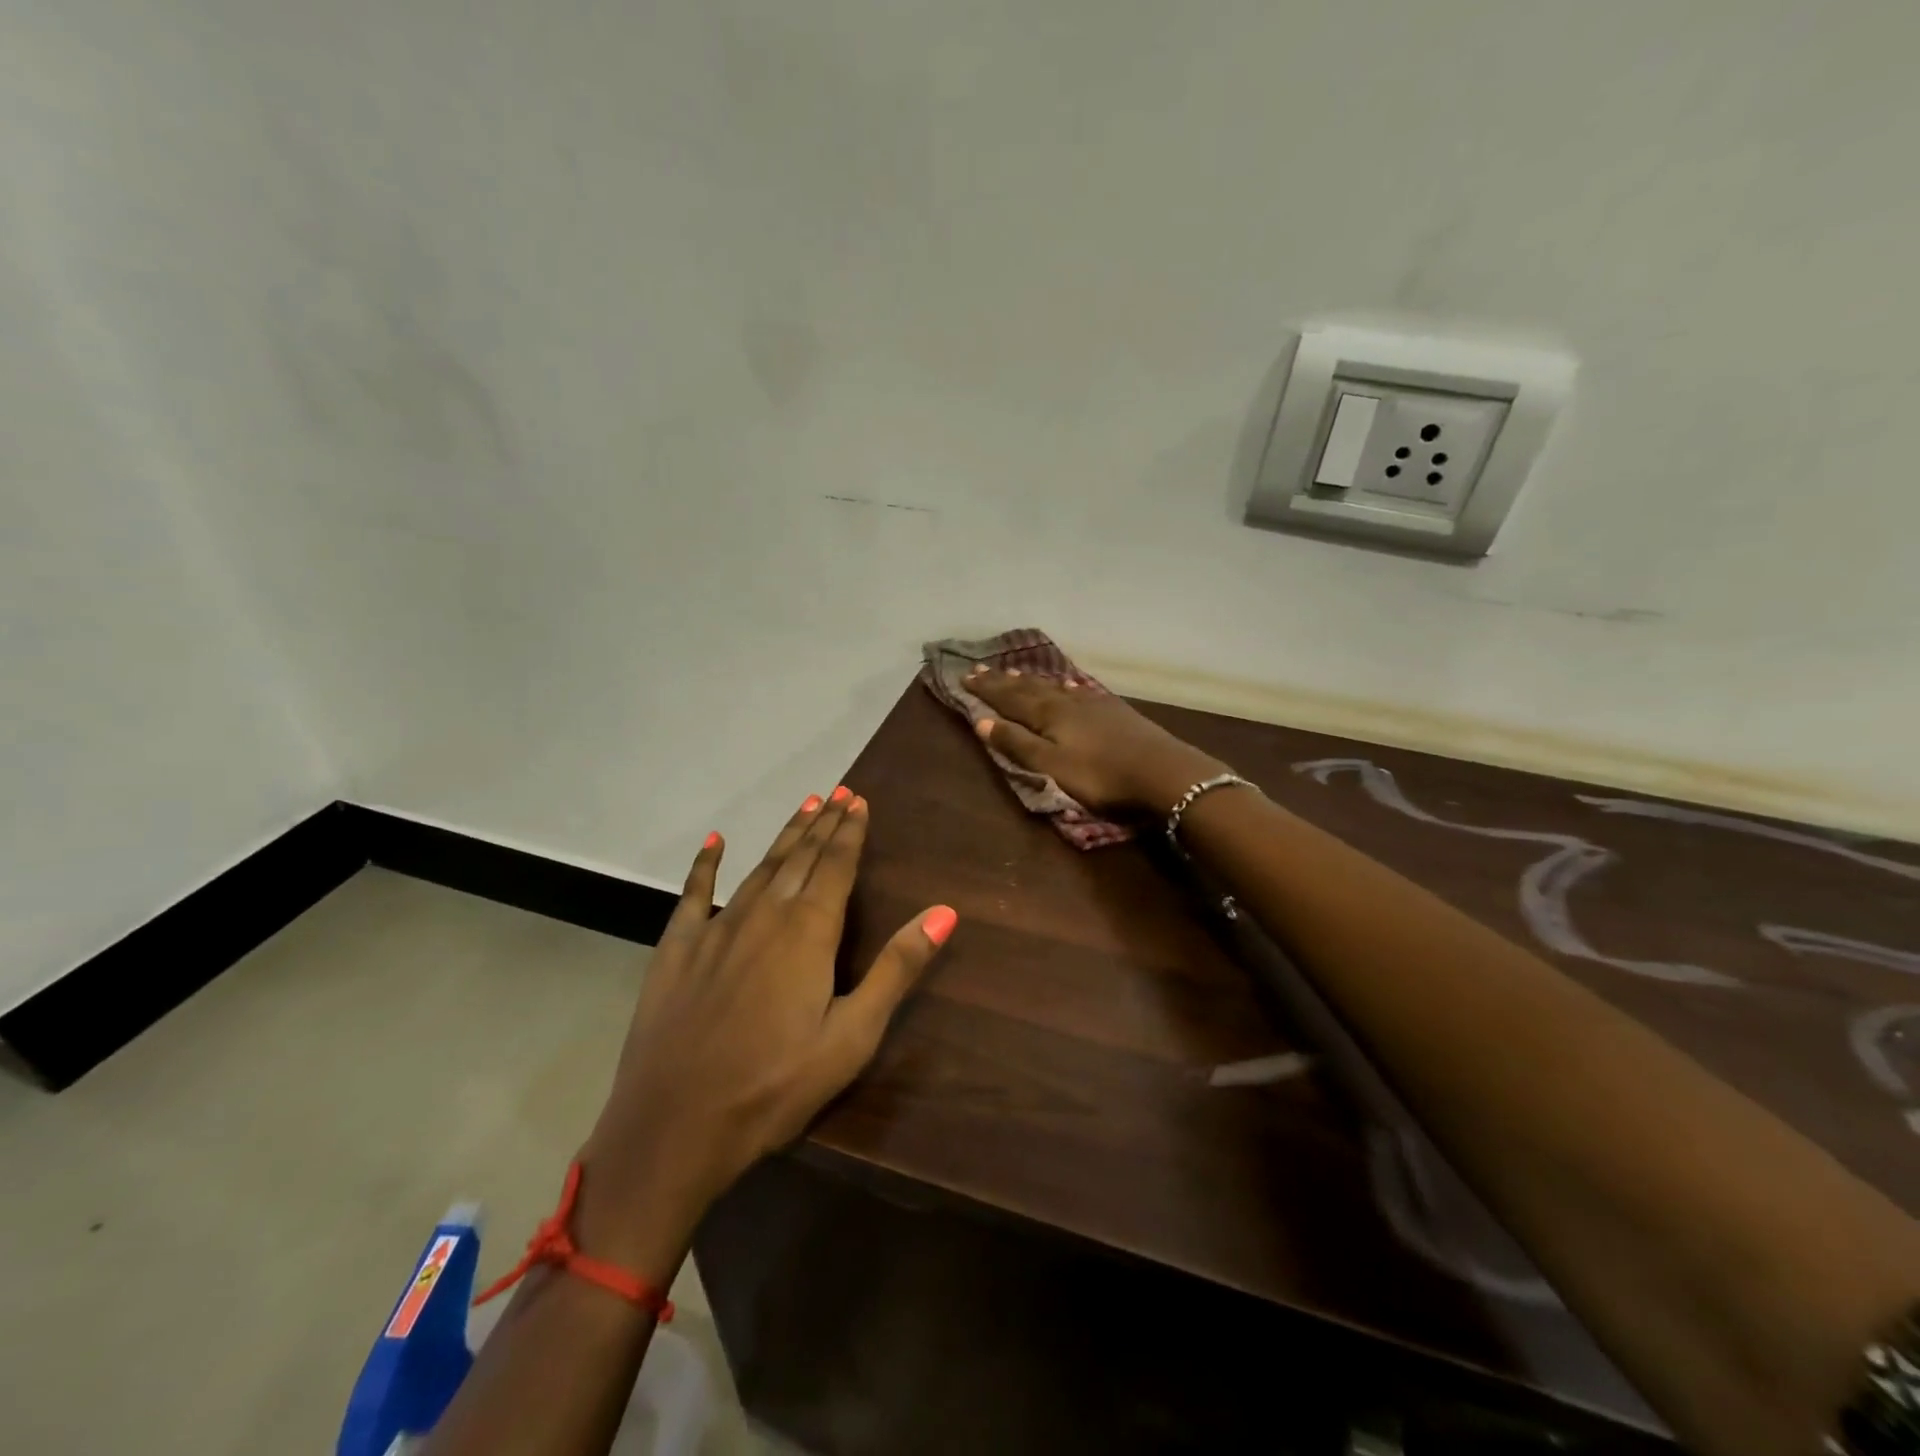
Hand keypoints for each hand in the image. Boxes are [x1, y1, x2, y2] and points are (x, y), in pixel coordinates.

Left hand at [574, 789, 954, 1274]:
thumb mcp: (852, 1036)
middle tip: (838, 792)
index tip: (859, 801)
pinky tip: (713, 842)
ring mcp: (716, 928)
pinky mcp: (677, 948)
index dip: (850, 832)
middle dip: (823, 824)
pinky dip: (705, 865)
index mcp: (808, 931)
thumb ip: (896, 968)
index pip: (836, 866)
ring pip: (759, 868)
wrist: (674, 1127)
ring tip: (804, 807)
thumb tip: (945, 911)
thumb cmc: (775, 1086)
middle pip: (800, 858)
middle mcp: (764, 915)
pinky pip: (693, 893)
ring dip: (785, 836)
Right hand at [966, 666, 1227, 814]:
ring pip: (1055, 687)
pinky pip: (1080, 692)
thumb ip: (1017, 744)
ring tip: (1016, 672)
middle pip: (1029, 688)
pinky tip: (1069, 686)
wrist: (1165, 773)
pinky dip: (1065, 687)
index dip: (987, 689)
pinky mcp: (1115, 712)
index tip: (965, 677)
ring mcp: (1094, 704)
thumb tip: (981, 721)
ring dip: (1032, 681)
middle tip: (982, 669)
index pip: (1009, 697)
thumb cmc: (1101, 776)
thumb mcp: (1051, 767)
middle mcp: (1068, 701)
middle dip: (1004, 680)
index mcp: (1048, 715)